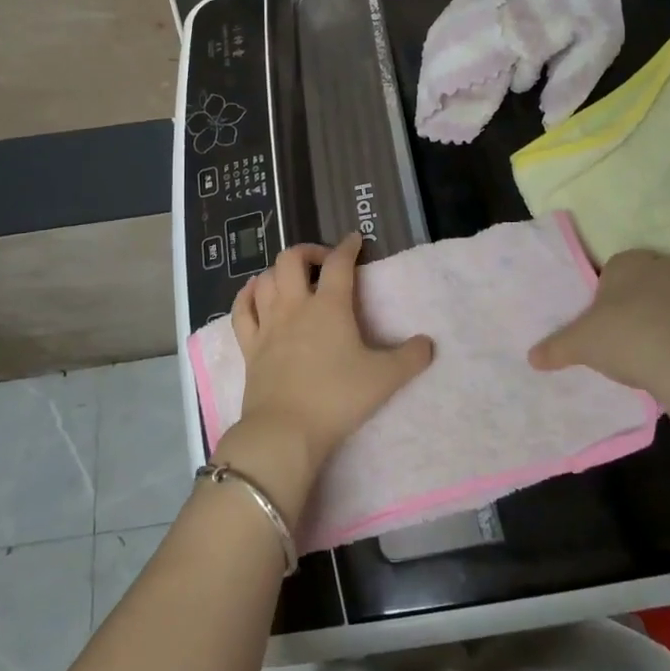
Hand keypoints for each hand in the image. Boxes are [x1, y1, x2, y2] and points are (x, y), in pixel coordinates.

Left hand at [215, 234, 433, 521]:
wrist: (286, 430)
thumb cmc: (337, 398)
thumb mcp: (384, 379)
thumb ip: (410, 358)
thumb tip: (428, 343)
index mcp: (329, 306)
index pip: (339, 264)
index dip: (348, 247)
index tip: (355, 240)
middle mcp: (295, 306)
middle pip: (291, 259)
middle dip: (308, 251)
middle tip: (322, 262)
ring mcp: (268, 325)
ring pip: (265, 279)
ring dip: (278, 271)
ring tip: (291, 278)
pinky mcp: (249, 347)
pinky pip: (241, 310)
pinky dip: (247, 295)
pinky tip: (254, 292)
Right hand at [528, 250, 669, 415]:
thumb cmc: (627, 339)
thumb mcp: (580, 344)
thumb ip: (555, 347)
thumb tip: (531, 358)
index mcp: (627, 261)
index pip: (611, 270)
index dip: (604, 296)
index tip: (601, 322)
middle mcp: (662, 264)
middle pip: (641, 282)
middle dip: (633, 303)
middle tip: (621, 336)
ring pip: (668, 299)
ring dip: (660, 317)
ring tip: (647, 350)